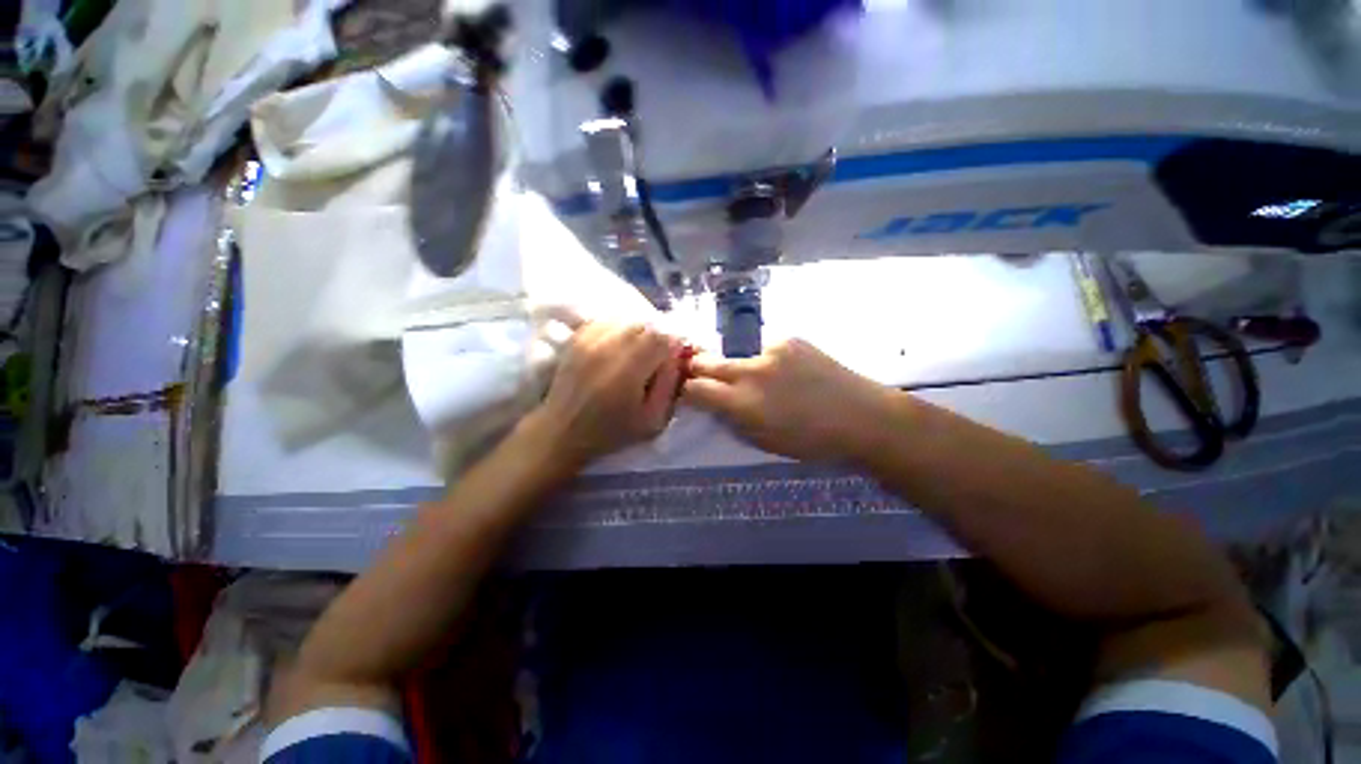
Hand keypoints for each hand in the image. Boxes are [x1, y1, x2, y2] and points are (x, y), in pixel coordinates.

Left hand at [533, 322, 684, 467]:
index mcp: (630, 368)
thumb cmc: (611, 431)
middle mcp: (610, 346)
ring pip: (627, 319)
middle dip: (658, 338)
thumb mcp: (653, 420)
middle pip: (646, 324)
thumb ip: (669, 386)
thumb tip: (677, 357)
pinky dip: (620, 328)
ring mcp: (591, 338)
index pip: (663, 337)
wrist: (562, 430)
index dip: (674, 345)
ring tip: (639, 352)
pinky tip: (620, 346)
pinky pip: (607, 320)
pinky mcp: (578, 337)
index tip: (674, 359)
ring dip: (640, 332)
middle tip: (657, 357)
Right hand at [682, 339, 890, 461]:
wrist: (862, 416)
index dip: (686, 390)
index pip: (695, 388)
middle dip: (697, 369)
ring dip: (738, 367)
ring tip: (761, 380)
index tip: (687, 392)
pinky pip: (764, 348)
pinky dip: (765, 360)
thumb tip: (712, 403)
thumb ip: (731, 419)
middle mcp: (751, 371)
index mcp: (743, 404)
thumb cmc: (811, 441)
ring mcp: (771, 350)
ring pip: (736, 354)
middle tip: (700, 376)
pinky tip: (785, 372)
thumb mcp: (763, 441)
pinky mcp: (789, 338)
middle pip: (706, 361)